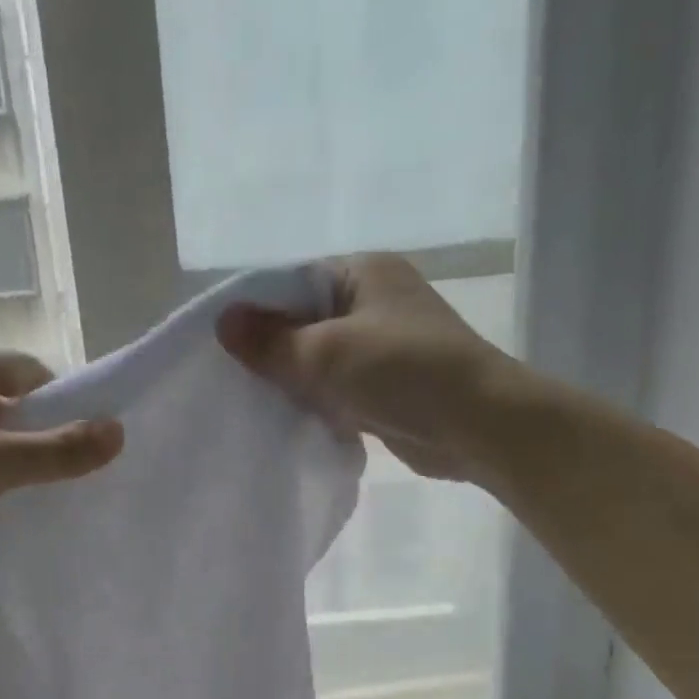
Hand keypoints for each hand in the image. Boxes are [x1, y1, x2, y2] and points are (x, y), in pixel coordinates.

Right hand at [217, 252, 517, 485]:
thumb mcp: (327, 352)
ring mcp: (380, 345)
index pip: (291, 282)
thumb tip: (223, 321)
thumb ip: (271, 340)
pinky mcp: (384, 385)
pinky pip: (334, 387)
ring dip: (291, 380)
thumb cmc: (403, 373)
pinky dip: (313, 401)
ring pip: (317, 358)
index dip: (254, 311)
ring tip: (250, 401)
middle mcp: (372, 301)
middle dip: (270, 350)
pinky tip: (286, 419)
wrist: (478, 426)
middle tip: (229, 378)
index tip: (219, 344)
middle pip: (302, 321)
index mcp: (363, 272)